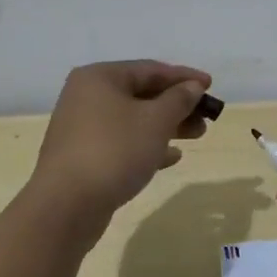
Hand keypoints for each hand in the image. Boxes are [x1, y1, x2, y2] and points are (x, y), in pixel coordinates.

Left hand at [30, 60, 213, 237]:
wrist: (66, 207)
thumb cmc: (114, 151)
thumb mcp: (156, 121)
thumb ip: (179, 99)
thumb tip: (193, 87)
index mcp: (100, 78)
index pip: (150, 69)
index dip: (184, 77)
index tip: (211, 85)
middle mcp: (86, 97)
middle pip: (141, 94)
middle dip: (177, 105)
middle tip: (206, 116)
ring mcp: (82, 128)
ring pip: (133, 120)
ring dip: (167, 126)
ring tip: (197, 135)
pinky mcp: (83, 157)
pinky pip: (122, 143)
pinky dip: (147, 145)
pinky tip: (172, 157)